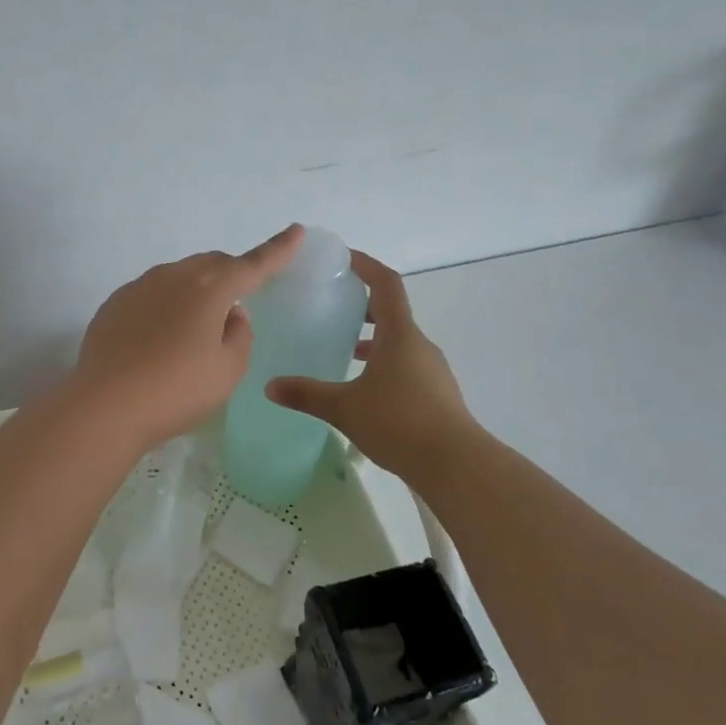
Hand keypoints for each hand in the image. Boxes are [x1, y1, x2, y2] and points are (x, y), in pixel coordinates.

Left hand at [70, 225, 304, 452]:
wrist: (105, 405)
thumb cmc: (177, 390)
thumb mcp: (228, 370)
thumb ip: (239, 334)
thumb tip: (229, 314)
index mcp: (210, 288)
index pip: (253, 264)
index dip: (278, 250)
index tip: (296, 230)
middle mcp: (173, 276)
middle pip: (212, 265)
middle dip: (231, 274)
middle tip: (239, 299)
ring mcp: (139, 287)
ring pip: (179, 276)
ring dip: (195, 291)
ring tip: (194, 329)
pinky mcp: (114, 304)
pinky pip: (151, 294)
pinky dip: (165, 306)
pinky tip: (158, 338)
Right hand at [266, 250, 479, 480]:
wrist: (456, 465)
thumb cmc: (399, 423)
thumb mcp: (344, 408)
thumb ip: (306, 394)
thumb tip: (269, 386)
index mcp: (399, 334)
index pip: (385, 284)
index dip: (366, 265)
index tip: (343, 258)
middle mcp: (418, 345)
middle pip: (392, 311)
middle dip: (362, 305)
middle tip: (332, 306)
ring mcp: (431, 370)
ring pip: (399, 341)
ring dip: (373, 338)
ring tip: (342, 348)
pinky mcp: (436, 394)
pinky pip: (405, 365)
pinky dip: (383, 363)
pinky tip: (363, 387)